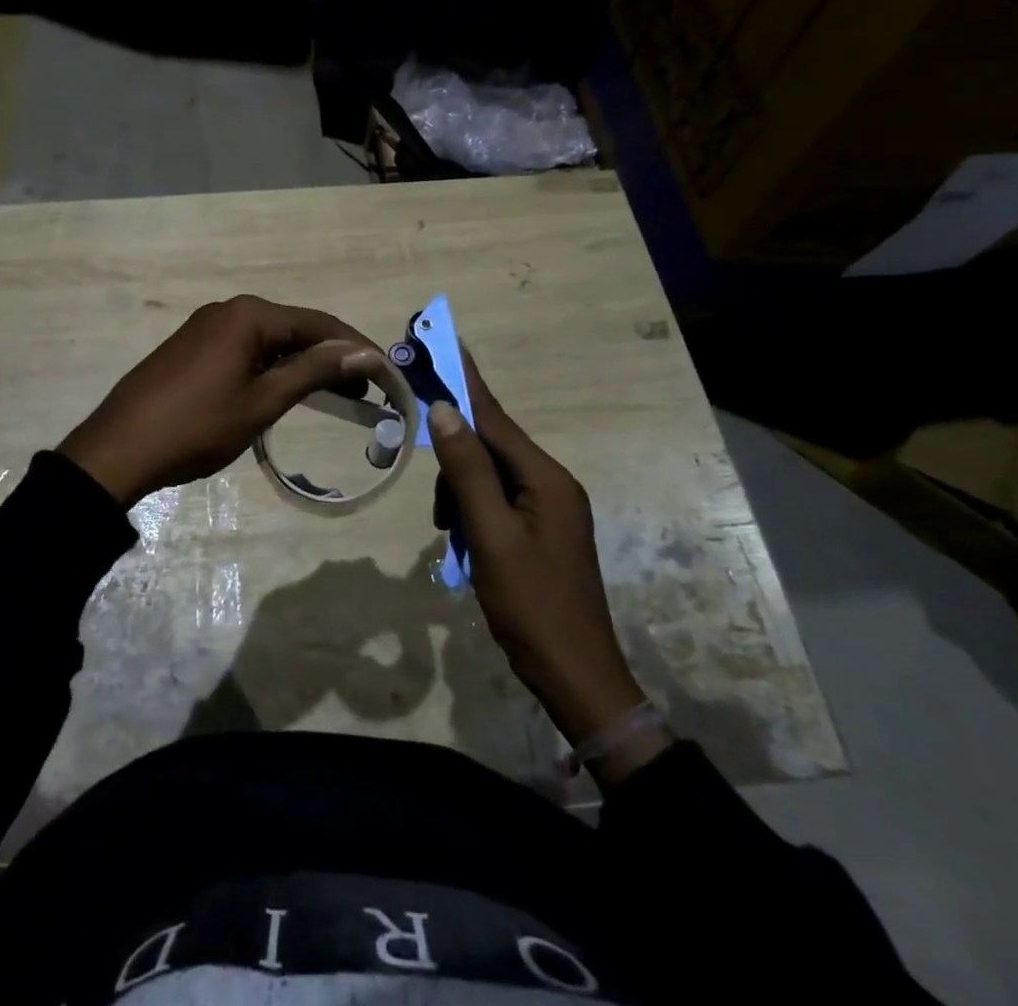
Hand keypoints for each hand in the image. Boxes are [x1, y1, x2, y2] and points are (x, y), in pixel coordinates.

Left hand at [58, 295, 383, 509]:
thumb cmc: (198, 426)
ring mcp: (207, 327)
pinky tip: (287, 388)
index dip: (356, 347)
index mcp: (249, 315)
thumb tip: (362, 352)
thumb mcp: (262, 401)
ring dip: (304, 363)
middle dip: (332, 356)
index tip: (387, 371)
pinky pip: (246, 349)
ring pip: (270, 340)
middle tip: (367, 388)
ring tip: (337, 393)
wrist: (120, 448)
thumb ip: (313, 372)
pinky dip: (273, 367)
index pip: (318, 323)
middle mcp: (229, 310)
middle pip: (295, 328)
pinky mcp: (193, 347)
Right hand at [428, 353, 653, 760]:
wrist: (576, 677)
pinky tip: (464, 546)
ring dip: (461, 499)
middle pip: (489, 449)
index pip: (494, 416)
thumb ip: (467, 471)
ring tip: (454, 541)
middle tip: (441, 515)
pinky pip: (497, 503)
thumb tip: (444, 411)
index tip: (440, 341)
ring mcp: (550, 509)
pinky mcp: (542, 531)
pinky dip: (473, 516)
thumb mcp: (490, 535)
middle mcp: (551, 483)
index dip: (463, 380)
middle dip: (456, 470)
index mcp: (546, 478)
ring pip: (489, 478)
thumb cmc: (531, 605)